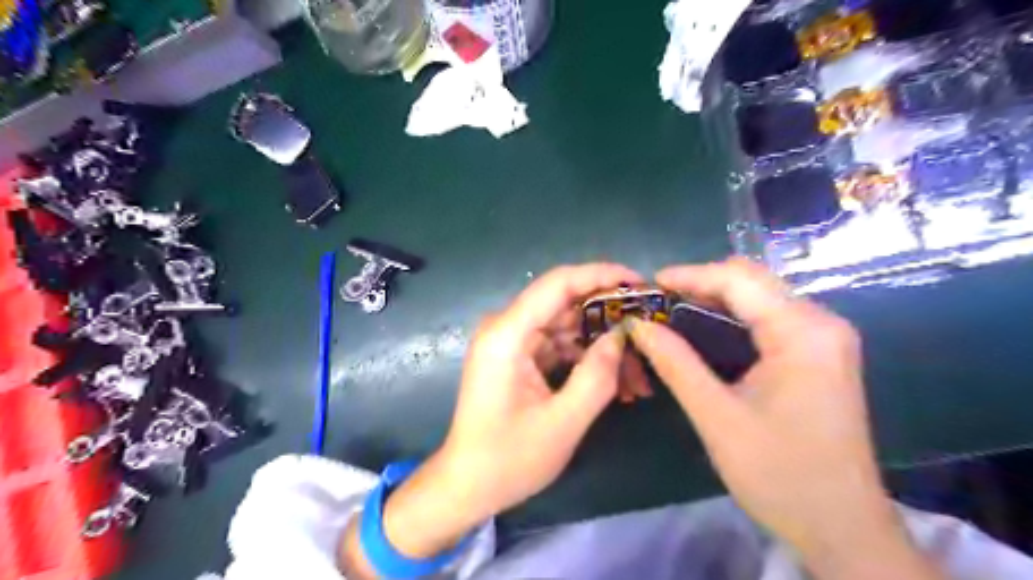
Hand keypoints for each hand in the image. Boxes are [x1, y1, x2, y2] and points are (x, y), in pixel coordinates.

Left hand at [339, 265, 648, 575]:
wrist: (467, 485)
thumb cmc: (508, 459)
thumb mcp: (562, 422)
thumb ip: (597, 375)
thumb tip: (622, 334)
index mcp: (507, 334)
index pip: (558, 283)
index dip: (601, 275)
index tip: (640, 282)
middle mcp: (506, 328)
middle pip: (564, 303)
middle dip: (608, 316)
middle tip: (648, 333)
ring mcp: (510, 342)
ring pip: (566, 326)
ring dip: (601, 343)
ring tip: (638, 371)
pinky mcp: (517, 357)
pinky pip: (558, 345)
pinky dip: (585, 358)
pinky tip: (614, 379)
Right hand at [626, 261, 941, 578]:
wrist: (842, 528)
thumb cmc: (779, 474)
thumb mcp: (717, 416)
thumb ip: (675, 363)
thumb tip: (638, 326)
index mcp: (803, 333)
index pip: (739, 280)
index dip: (691, 275)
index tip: (650, 284)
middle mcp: (821, 323)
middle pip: (753, 282)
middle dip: (702, 282)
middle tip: (657, 299)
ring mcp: (825, 338)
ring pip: (762, 297)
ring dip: (716, 297)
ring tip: (672, 308)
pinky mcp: (821, 355)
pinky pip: (771, 318)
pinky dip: (734, 315)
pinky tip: (705, 326)